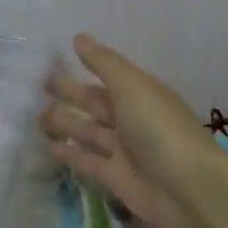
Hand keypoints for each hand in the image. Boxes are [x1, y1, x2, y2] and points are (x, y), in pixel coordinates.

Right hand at [39, 33, 218, 227]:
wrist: (189, 189)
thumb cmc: (159, 128)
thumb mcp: (131, 86)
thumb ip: (103, 62)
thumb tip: (79, 37)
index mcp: (140, 93)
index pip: (108, 76)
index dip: (85, 68)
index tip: (55, 62)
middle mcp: (132, 119)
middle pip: (96, 103)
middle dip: (71, 94)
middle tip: (41, 87)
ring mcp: (124, 150)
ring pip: (89, 131)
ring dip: (66, 123)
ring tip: (38, 117)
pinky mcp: (116, 178)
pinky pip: (88, 161)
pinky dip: (70, 153)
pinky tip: (50, 146)